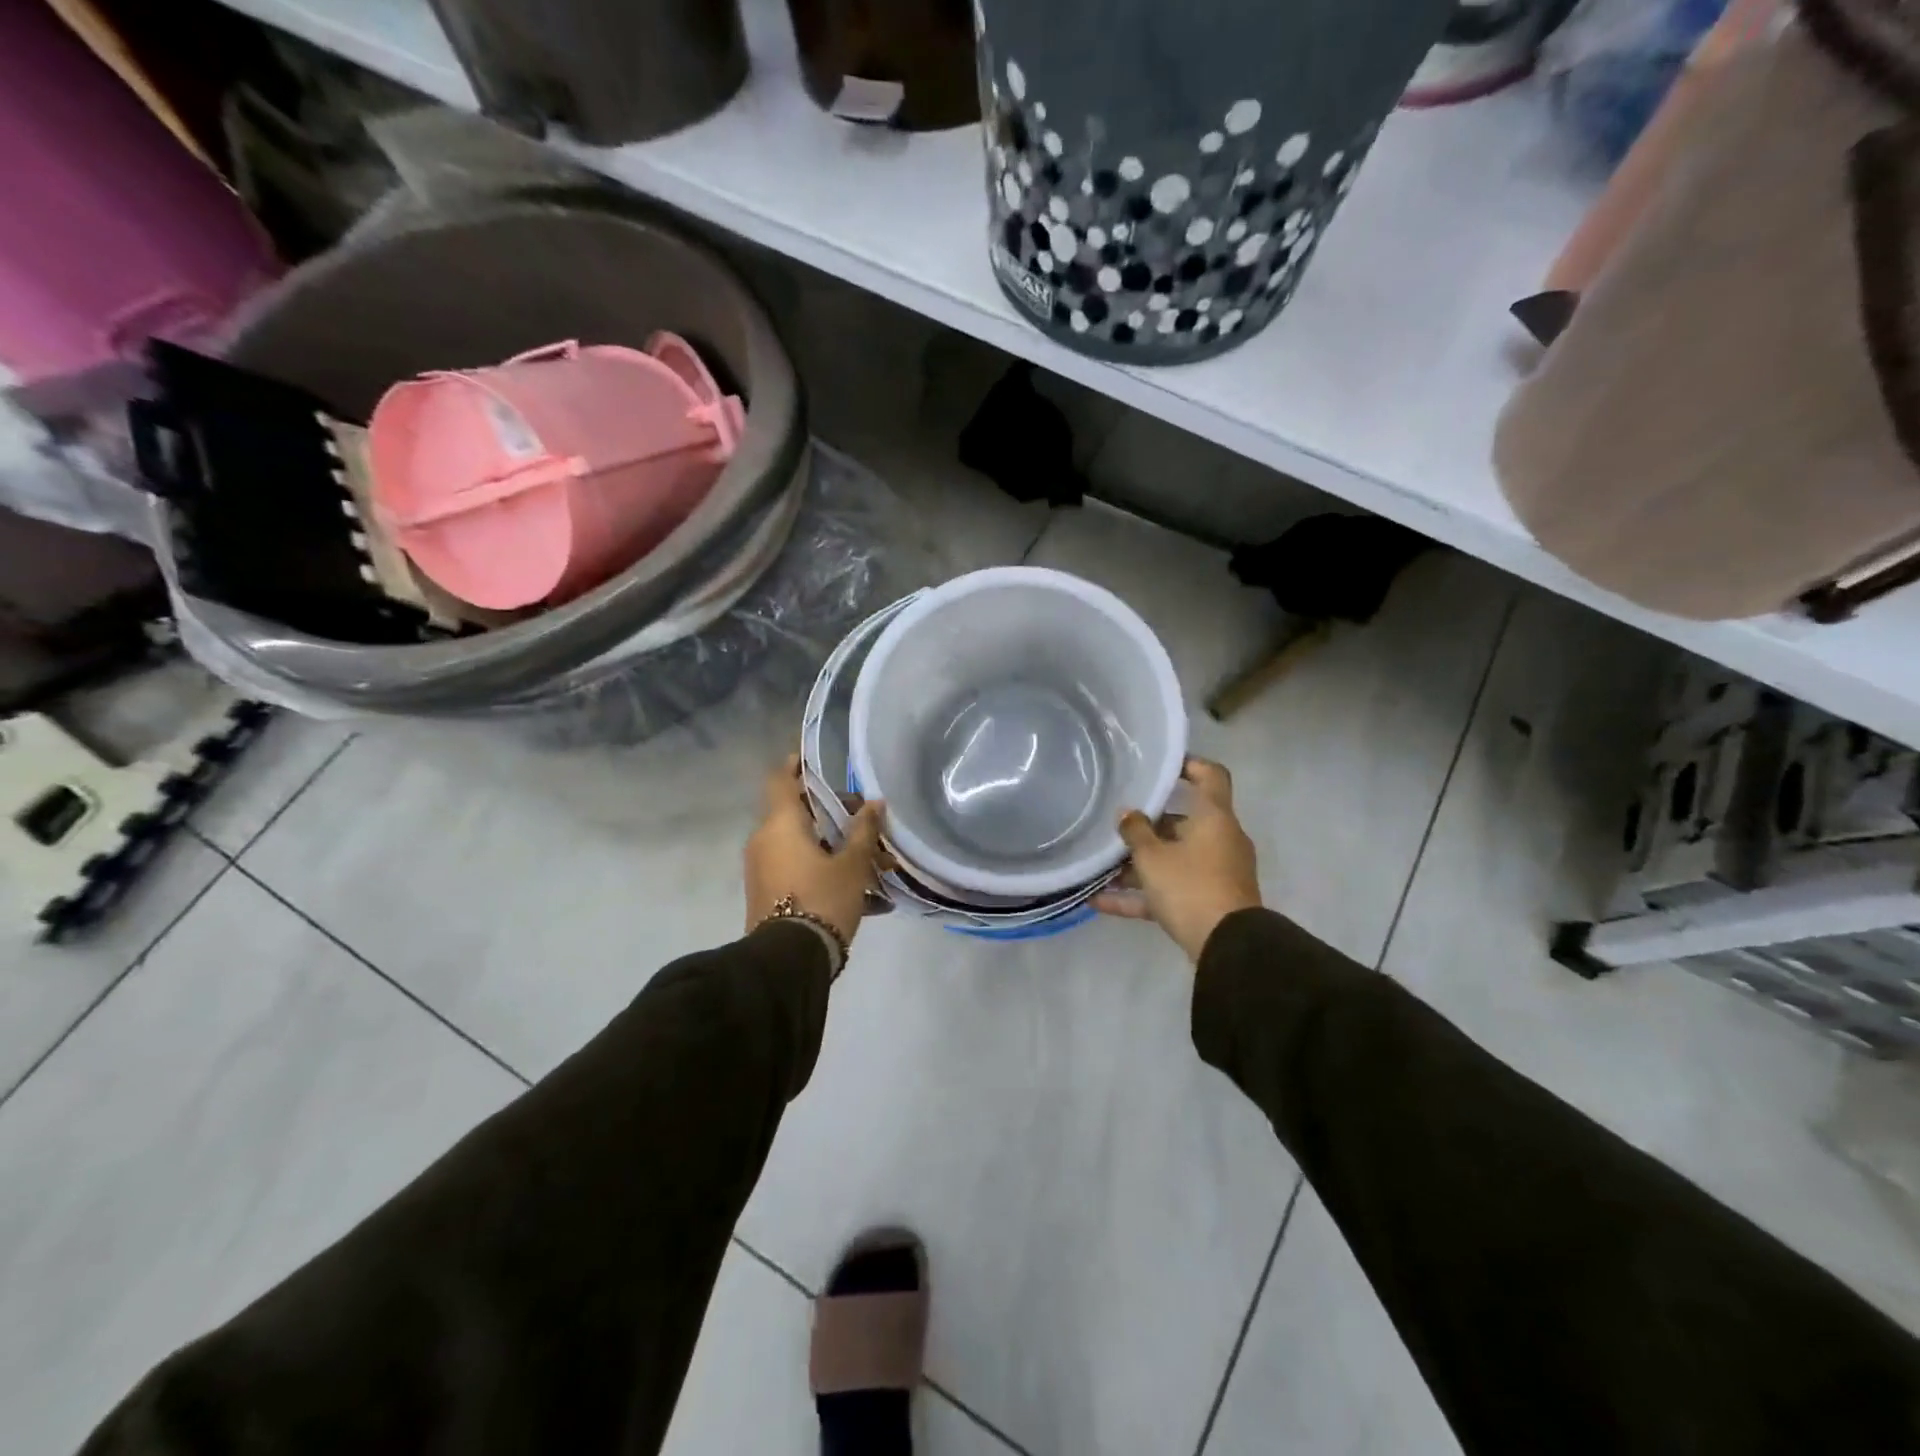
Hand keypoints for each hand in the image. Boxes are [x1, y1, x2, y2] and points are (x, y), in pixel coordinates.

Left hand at [745, 755, 883, 946]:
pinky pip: (801, 870)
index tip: (814, 760)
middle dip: (837, 817)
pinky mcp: (769, 895)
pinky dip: (828, 872)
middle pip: (800, 815)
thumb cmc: (821, 899)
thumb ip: (864, 831)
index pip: (780, 779)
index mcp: (781, 824)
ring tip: (880, 867)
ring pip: (805, 846)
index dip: (796, 765)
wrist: (788, 961)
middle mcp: (765, 841)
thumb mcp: (852, 865)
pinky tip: (868, 897)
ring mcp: (764, 869)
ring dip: (838, 850)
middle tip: (869, 825)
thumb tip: (875, 804)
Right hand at [1094, 757, 1261, 963]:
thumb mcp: (1153, 857)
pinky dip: (1140, 895)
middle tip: (1115, 825)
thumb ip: (1135, 831)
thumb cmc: (1191, 886)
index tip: (1160, 765)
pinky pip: (1170, 890)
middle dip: (1147, 826)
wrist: (1228, 946)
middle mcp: (1219, 840)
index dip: (1188, 764)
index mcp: (1214, 818)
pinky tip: (1099, 902)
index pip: (1210, 776)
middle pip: (1182, 822)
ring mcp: (1215, 872)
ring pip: (1173, 859)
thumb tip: (1127, 814)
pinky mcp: (1208, 902)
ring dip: (1139, 864)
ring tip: (1100, 867)